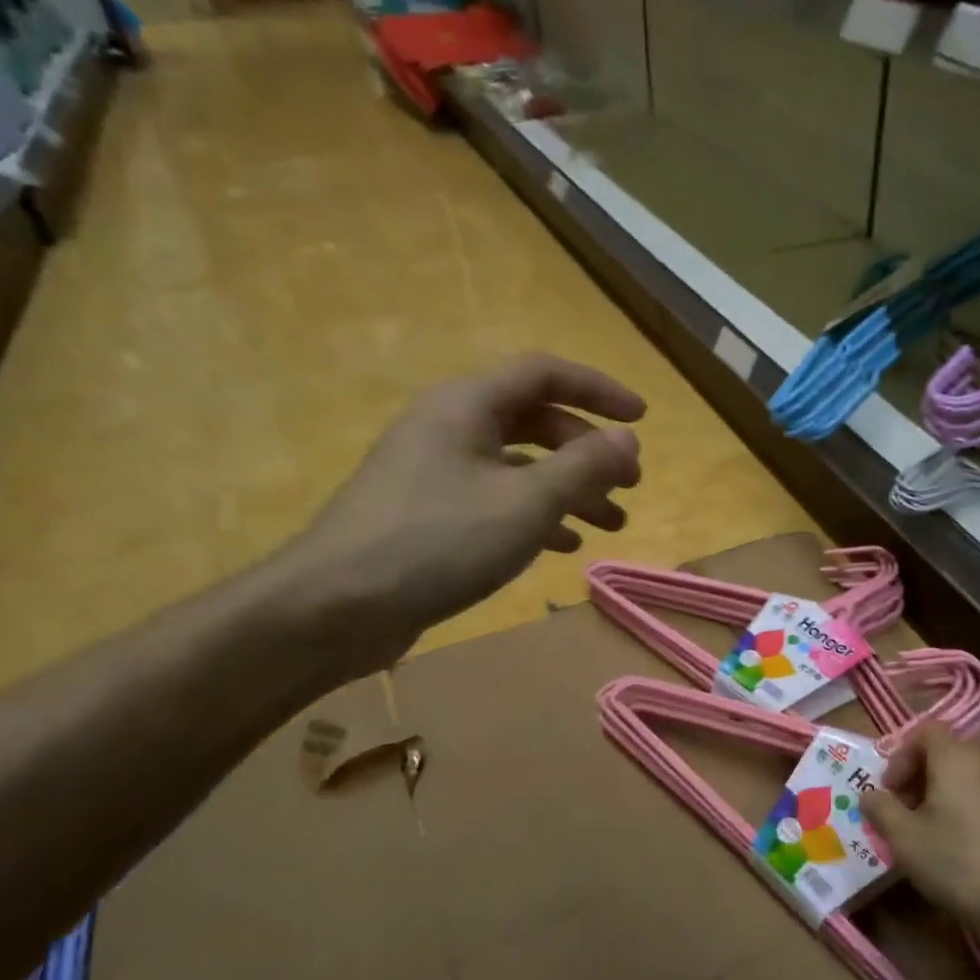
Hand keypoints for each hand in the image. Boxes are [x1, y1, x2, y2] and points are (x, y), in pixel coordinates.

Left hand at [278, 353, 644, 673]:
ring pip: (519, 467)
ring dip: (569, 490)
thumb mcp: (526, 502)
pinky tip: (563, 546)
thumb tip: (628, 438)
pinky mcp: (429, 515)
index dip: (599, 390)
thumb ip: (584, 467)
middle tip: (630, 485)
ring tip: (612, 524)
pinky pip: (496, 501)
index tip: (642, 418)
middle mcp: (450, 427)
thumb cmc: (438, 542)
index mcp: (468, 405)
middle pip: (536, 422)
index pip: (545, 374)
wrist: (337, 605)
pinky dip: (536, 517)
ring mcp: (435, 472)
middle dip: (589, 452)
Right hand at [863, 722, 979, 942]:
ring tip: (924, 838)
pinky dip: (961, 815)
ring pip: (961, 781)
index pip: (922, 730)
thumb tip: (868, 795)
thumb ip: (880, 810)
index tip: (889, 791)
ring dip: (937, 800)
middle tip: (901, 816)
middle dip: (915, 781)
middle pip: (942, 755)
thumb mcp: (905, 839)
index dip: (899, 755)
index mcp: (954, 757)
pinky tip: (955, 852)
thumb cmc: (961, 860)